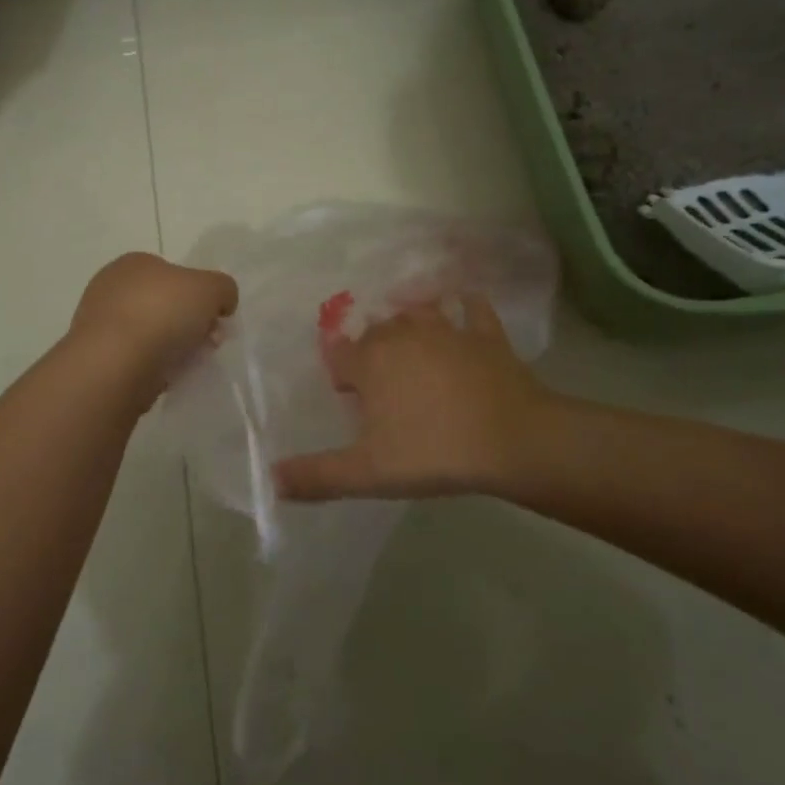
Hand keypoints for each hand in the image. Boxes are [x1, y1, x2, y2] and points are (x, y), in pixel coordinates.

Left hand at [69, 252, 238, 397]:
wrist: (114, 365)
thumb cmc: (162, 313)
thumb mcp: (211, 288)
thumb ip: (223, 288)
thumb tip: (221, 302)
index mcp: (134, 263)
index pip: (174, 274)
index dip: (200, 296)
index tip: (216, 319)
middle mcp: (111, 288)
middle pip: (165, 305)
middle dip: (190, 324)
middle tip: (209, 344)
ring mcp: (100, 325)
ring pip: (151, 334)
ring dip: (174, 348)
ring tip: (189, 364)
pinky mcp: (97, 359)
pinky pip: (137, 360)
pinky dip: (154, 368)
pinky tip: (165, 378)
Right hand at [276, 297, 553, 501]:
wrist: (512, 439)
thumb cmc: (433, 452)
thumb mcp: (368, 473)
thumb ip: (317, 475)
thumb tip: (271, 479)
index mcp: (370, 361)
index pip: (339, 353)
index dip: (340, 371)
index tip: (348, 393)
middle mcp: (402, 334)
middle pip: (375, 331)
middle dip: (371, 348)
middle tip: (379, 379)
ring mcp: (447, 329)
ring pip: (417, 311)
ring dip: (408, 320)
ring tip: (409, 339)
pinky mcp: (485, 334)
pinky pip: (471, 308)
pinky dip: (465, 305)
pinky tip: (463, 304)